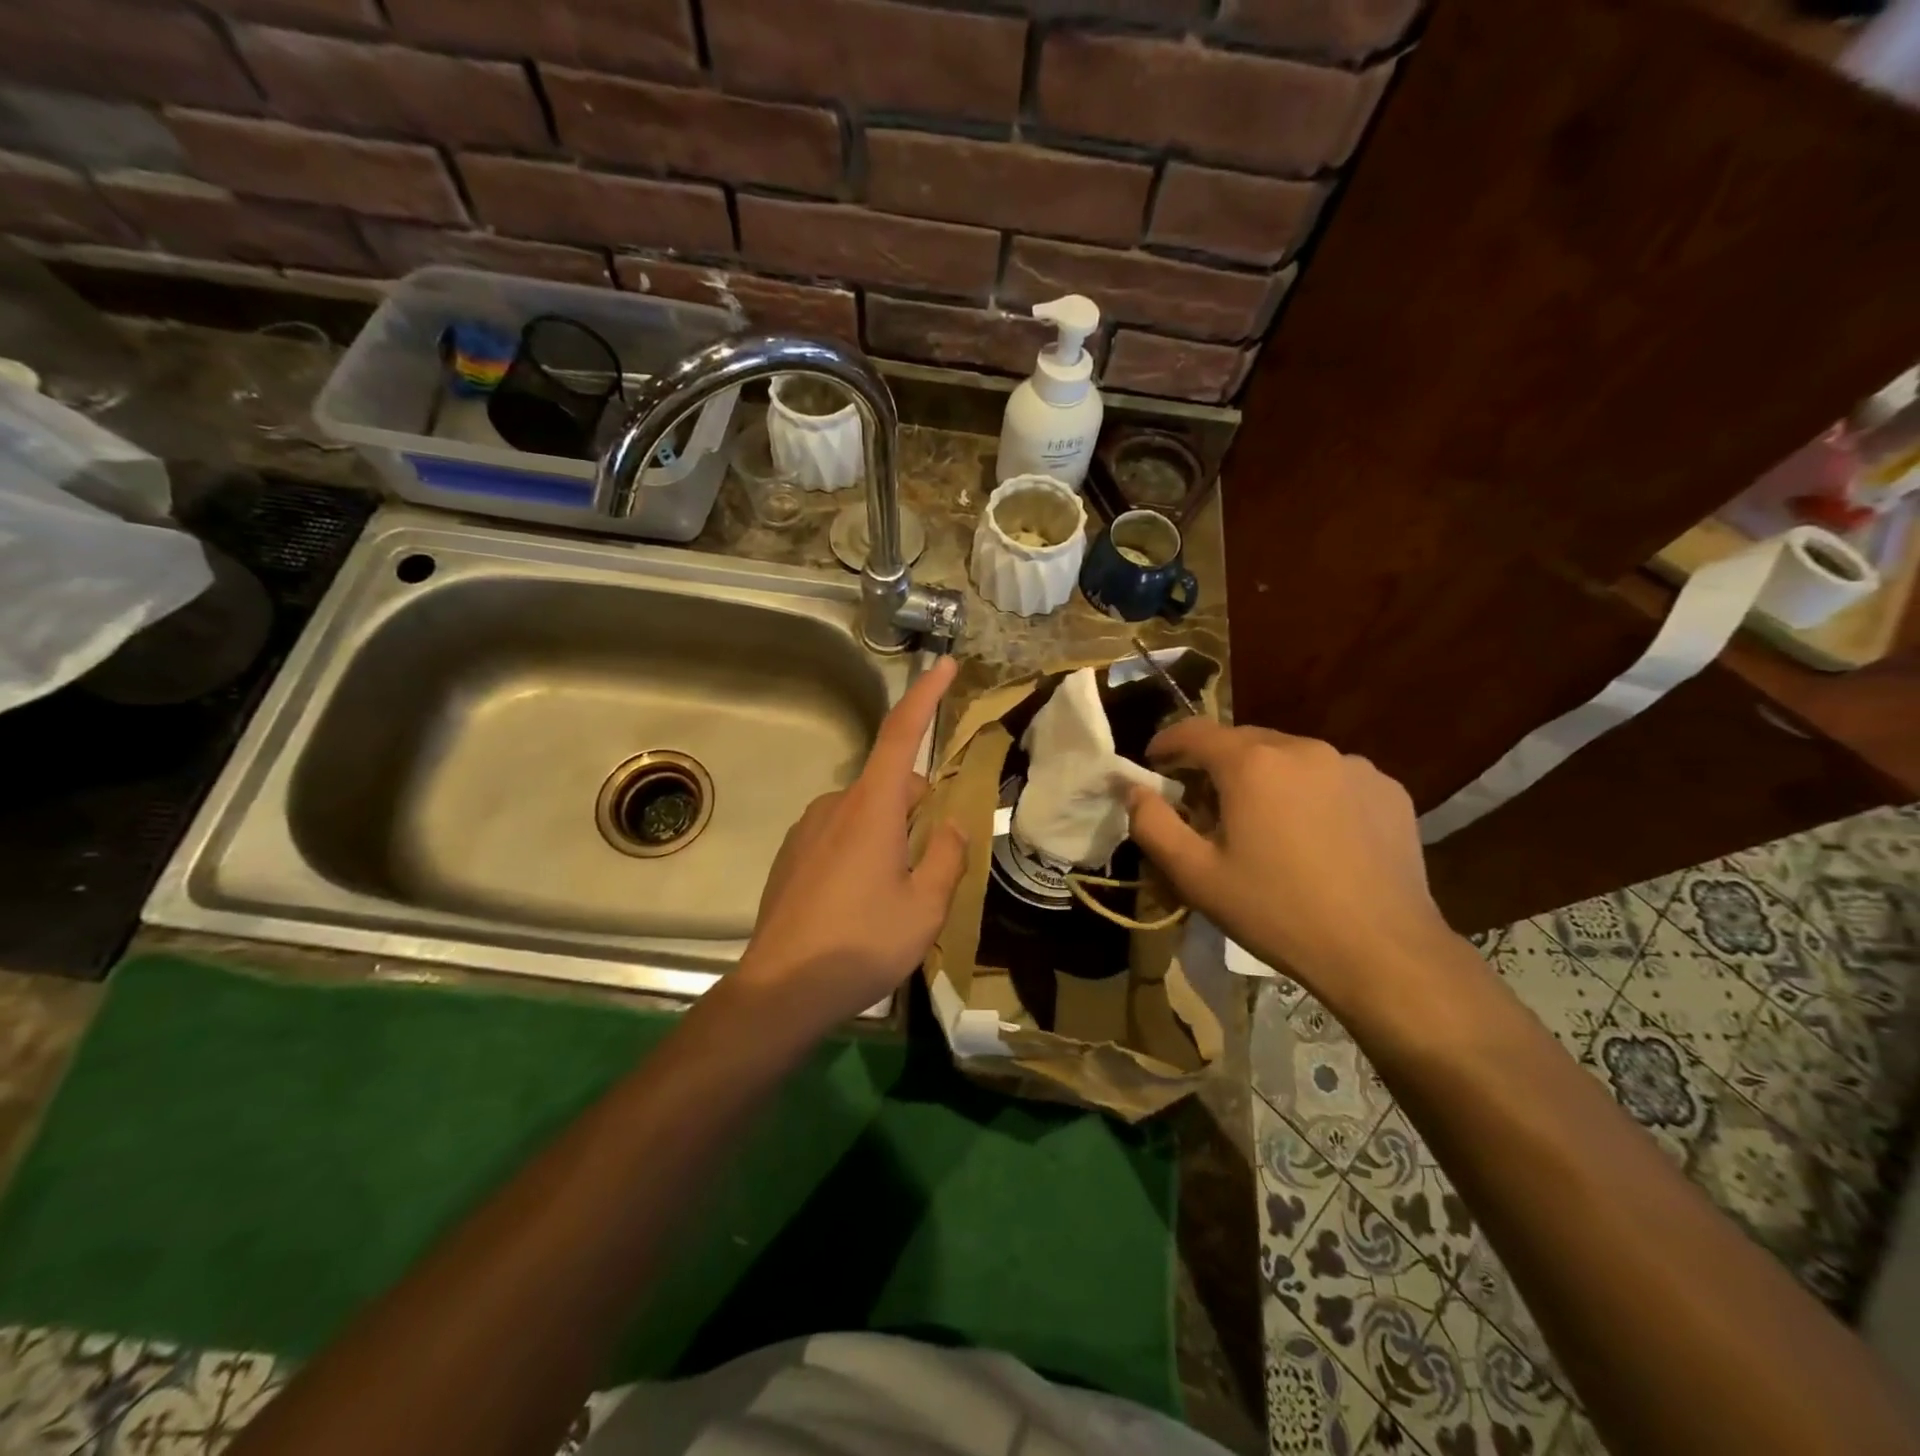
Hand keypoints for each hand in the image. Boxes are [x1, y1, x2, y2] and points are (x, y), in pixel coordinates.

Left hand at [734, 655, 968, 1029]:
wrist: (781, 989)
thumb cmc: (861, 943)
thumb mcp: (925, 906)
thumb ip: (945, 857)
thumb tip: (949, 827)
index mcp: (872, 807)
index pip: (901, 733)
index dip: (925, 696)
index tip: (943, 664)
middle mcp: (835, 806)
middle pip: (890, 786)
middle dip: (918, 807)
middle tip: (935, 860)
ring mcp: (807, 830)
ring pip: (865, 814)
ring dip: (889, 834)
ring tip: (897, 893)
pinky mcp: (791, 856)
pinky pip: (839, 836)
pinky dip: (861, 851)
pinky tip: (860, 903)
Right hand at [1126, 720, 1456, 1001]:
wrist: (1381, 951)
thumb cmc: (1276, 911)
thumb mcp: (1195, 875)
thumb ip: (1152, 824)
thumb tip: (1135, 790)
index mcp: (1252, 764)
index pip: (1194, 732)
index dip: (1167, 743)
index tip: (1155, 763)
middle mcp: (1302, 748)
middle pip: (1243, 742)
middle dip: (1217, 765)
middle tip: (1207, 806)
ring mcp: (1352, 765)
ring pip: (1290, 758)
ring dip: (1267, 778)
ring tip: (1266, 824)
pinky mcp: (1387, 789)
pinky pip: (1332, 778)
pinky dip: (1312, 793)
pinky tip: (1317, 836)